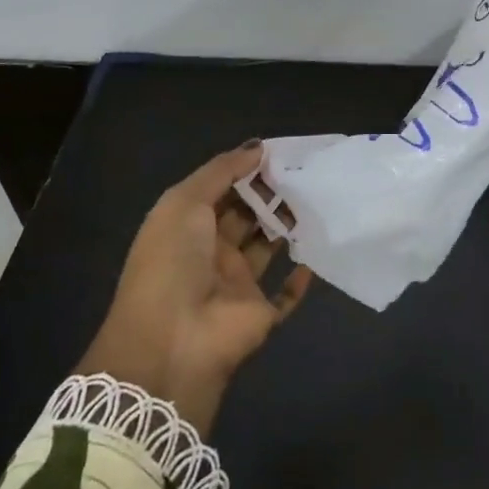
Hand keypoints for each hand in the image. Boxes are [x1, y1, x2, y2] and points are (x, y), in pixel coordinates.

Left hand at [77, 143, 312, 435]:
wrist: (174, 341)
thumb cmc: (173, 262)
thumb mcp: (184, 203)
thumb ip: (221, 171)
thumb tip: (258, 147)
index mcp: (187, 227)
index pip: (221, 192)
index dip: (246, 172)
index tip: (279, 154)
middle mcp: (212, 253)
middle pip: (246, 217)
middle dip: (270, 195)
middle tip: (304, 173)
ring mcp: (236, 285)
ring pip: (267, 248)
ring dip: (286, 227)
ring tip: (315, 200)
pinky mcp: (260, 313)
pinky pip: (285, 295)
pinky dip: (300, 278)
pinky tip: (314, 254)